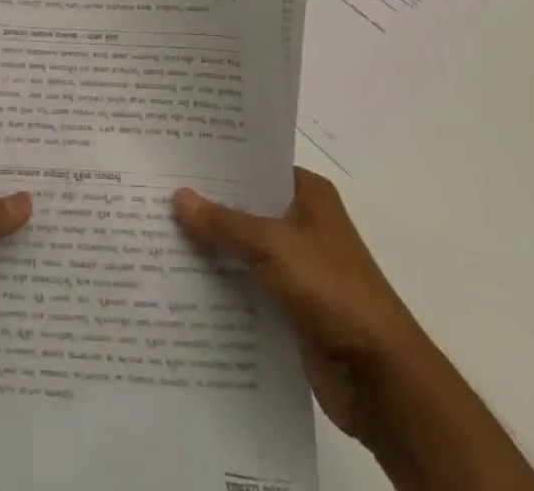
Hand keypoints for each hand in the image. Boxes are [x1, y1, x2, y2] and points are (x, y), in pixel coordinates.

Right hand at [174, 169, 413, 441]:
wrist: (380, 378)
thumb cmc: (333, 291)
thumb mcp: (274, 247)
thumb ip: (224, 223)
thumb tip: (178, 197)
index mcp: (308, 194)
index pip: (255, 166)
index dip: (217, 162)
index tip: (173, 156)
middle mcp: (301, 223)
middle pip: (245, 207)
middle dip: (206, 206)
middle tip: (153, 193)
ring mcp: (296, 266)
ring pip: (242, 248)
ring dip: (210, 248)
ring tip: (156, 234)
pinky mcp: (288, 306)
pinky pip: (246, 286)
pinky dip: (220, 285)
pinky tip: (181, 282)